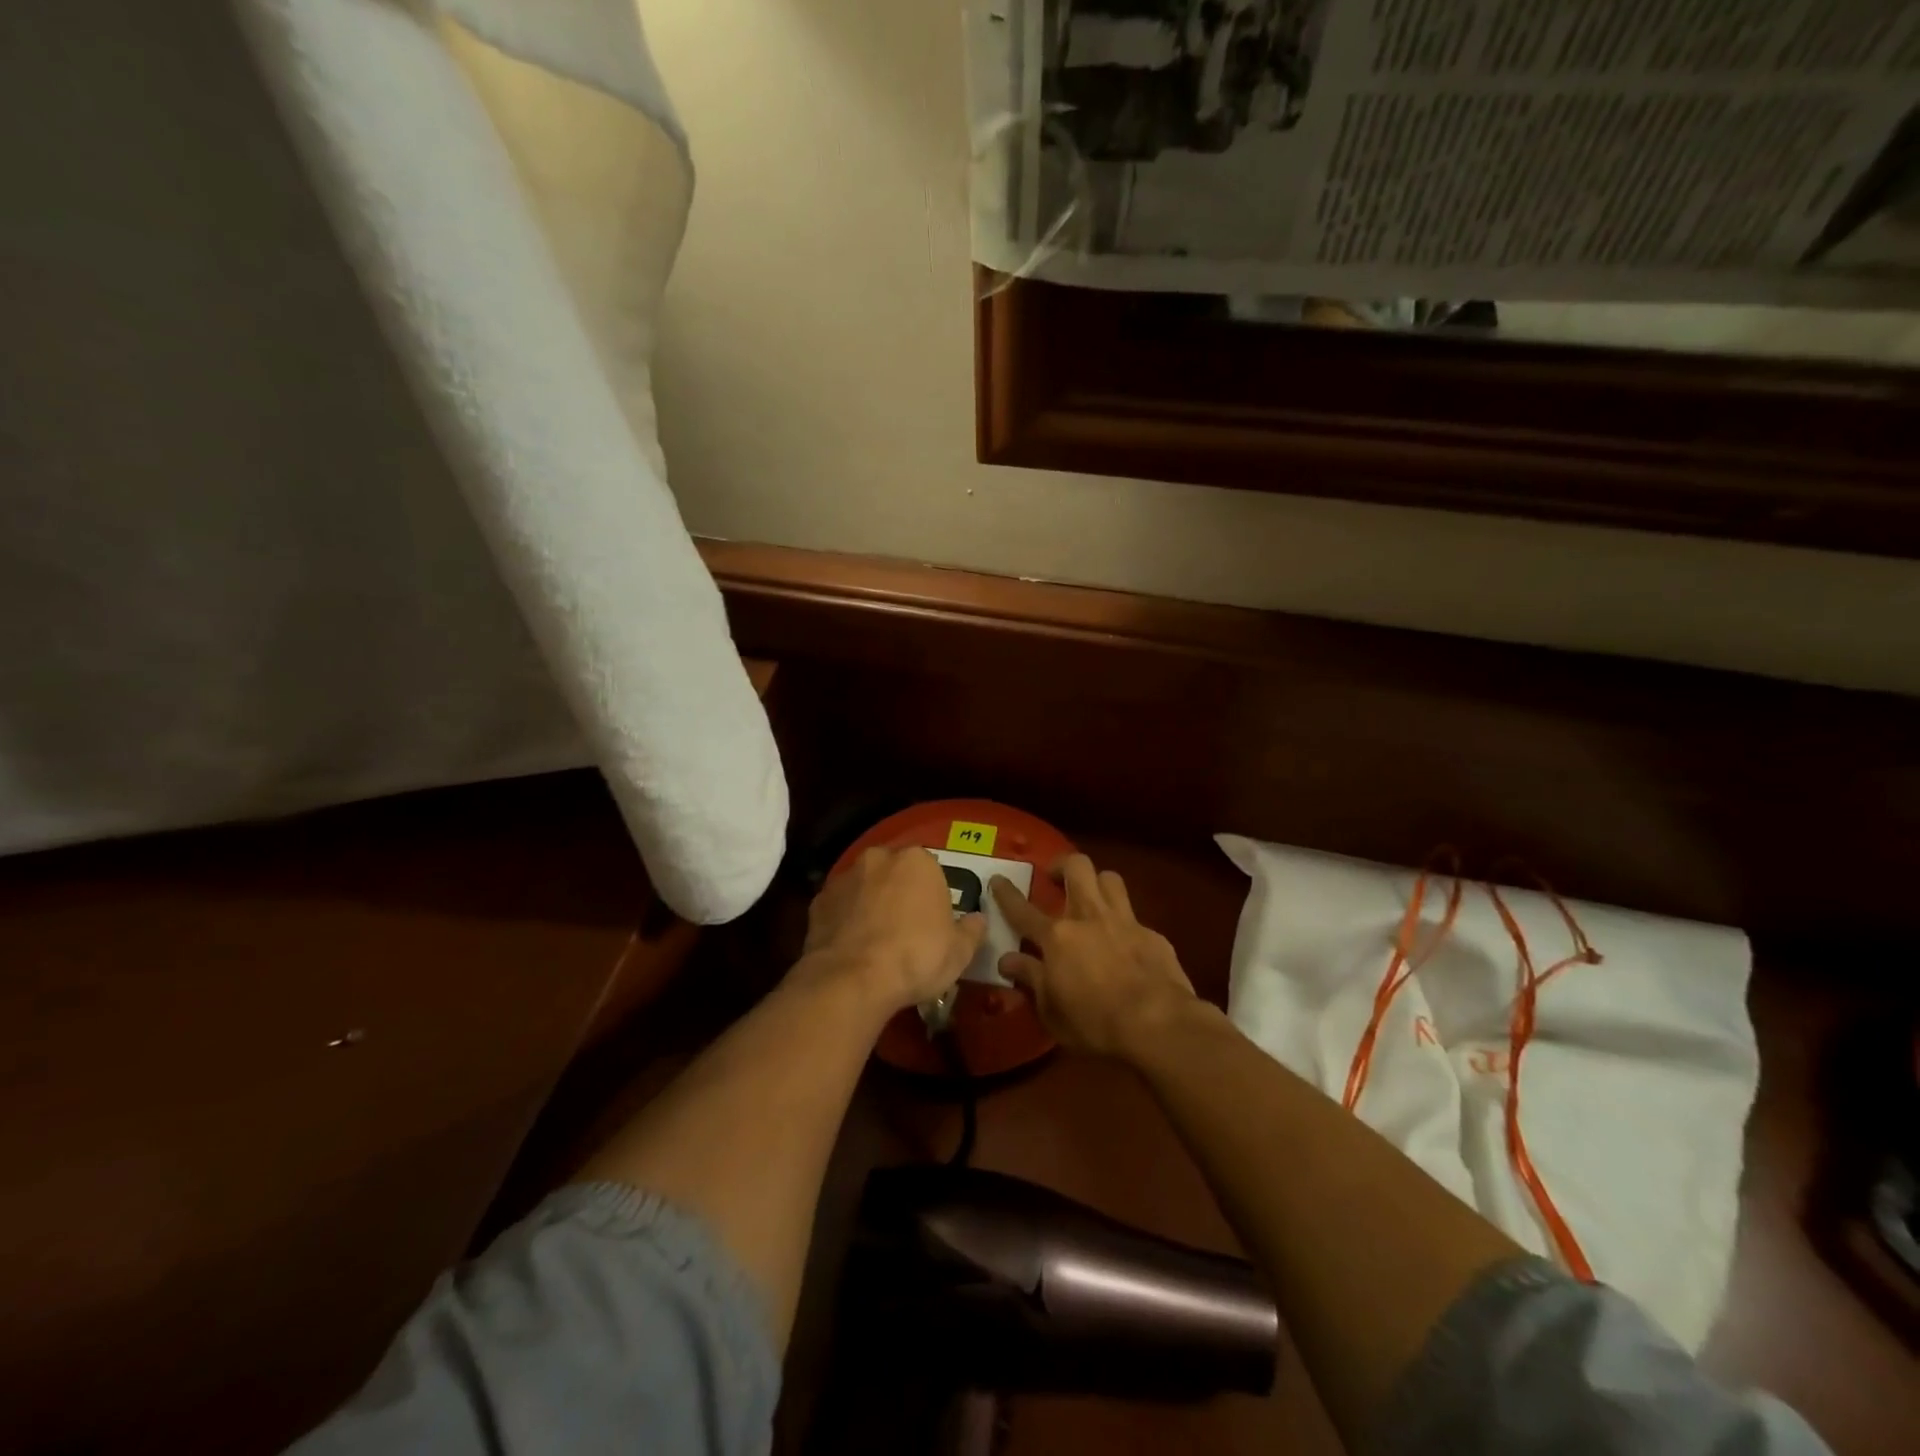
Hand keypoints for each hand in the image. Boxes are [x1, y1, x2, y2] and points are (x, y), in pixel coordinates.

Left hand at [803, 847, 985, 1015]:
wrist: (852, 980)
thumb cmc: (916, 958)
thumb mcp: (959, 952)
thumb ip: (971, 930)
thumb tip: (977, 920)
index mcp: (917, 861)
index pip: (930, 869)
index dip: (932, 894)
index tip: (933, 920)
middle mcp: (878, 858)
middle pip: (893, 871)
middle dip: (898, 891)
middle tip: (905, 926)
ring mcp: (844, 878)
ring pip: (864, 885)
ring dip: (870, 902)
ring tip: (875, 939)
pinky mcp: (818, 901)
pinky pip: (839, 906)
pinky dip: (845, 918)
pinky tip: (851, 946)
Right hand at [991, 855, 1197, 1058]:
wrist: (1158, 1023)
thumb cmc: (1096, 1023)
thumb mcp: (1052, 1011)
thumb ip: (1031, 979)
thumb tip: (1008, 960)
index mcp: (1057, 937)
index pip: (1022, 910)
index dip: (1006, 893)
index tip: (997, 878)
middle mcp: (1089, 917)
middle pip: (1077, 868)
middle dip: (1063, 865)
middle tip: (1056, 877)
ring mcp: (1124, 921)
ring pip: (1110, 878)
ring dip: (1098, 882)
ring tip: (1092, 897)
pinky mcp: (1153, 934)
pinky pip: (1135, 917)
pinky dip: (1125, 926)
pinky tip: (1126, 945)